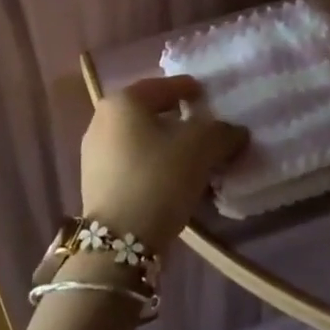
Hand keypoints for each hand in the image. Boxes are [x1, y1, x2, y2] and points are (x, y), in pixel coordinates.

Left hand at [81, 76, 248, 249]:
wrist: (118, 243)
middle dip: (178, 119)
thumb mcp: (200, 149)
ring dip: (165, 144)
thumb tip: (236, 131)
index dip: (189, 88)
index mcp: (123, 101)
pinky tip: (171, 179)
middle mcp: (102, 119)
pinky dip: (152, 163)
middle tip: (203, 127)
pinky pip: (131, 161)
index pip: (163, 86)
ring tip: (192, 158)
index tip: (208, 95)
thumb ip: (221, 132)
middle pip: (149, 111)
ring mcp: (94, 152)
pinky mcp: (95, 181)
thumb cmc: (158, 179)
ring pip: (140, 138)